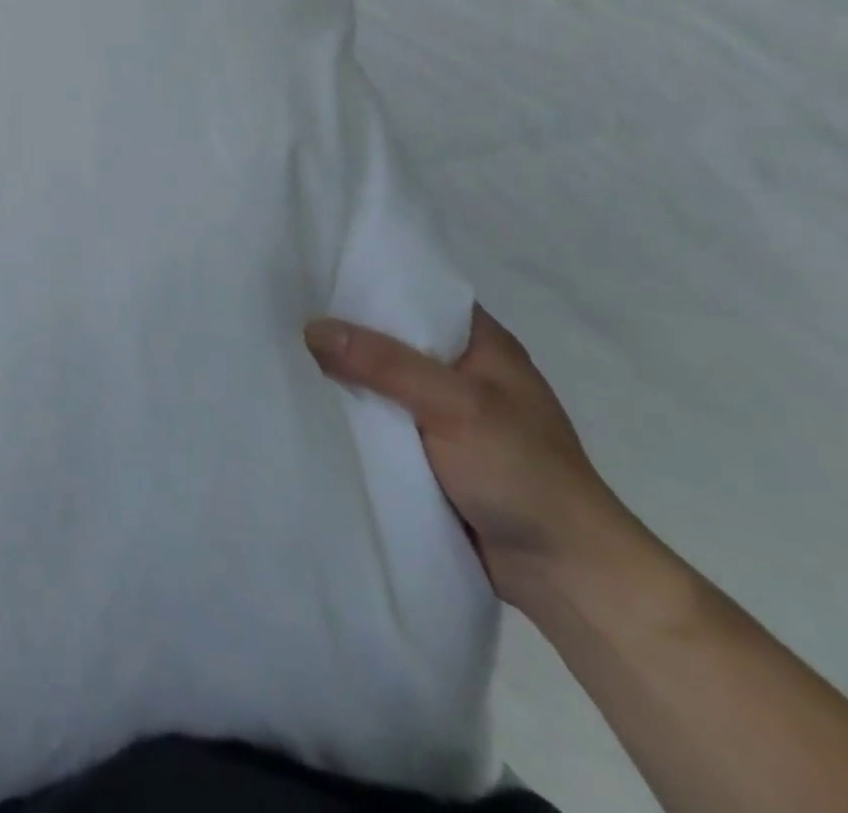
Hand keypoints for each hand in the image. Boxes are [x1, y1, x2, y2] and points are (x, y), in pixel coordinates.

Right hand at [306, 307, 641, 611]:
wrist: (564, 576)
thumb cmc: (523, 473)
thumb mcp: (457, 406)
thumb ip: (385, 365)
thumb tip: (311, 328)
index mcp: (480, 343)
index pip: (415, 293)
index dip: (368, 280)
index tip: (313, 271)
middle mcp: (457, 369)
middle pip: (389, 336)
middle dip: (343, 329)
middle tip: (282, 313)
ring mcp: (441, 412)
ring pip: (378, 379)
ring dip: (341, 374)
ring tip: (283, 352)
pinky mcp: (426, 450)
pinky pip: (377, 418)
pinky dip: (350, 412)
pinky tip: (309, 401)